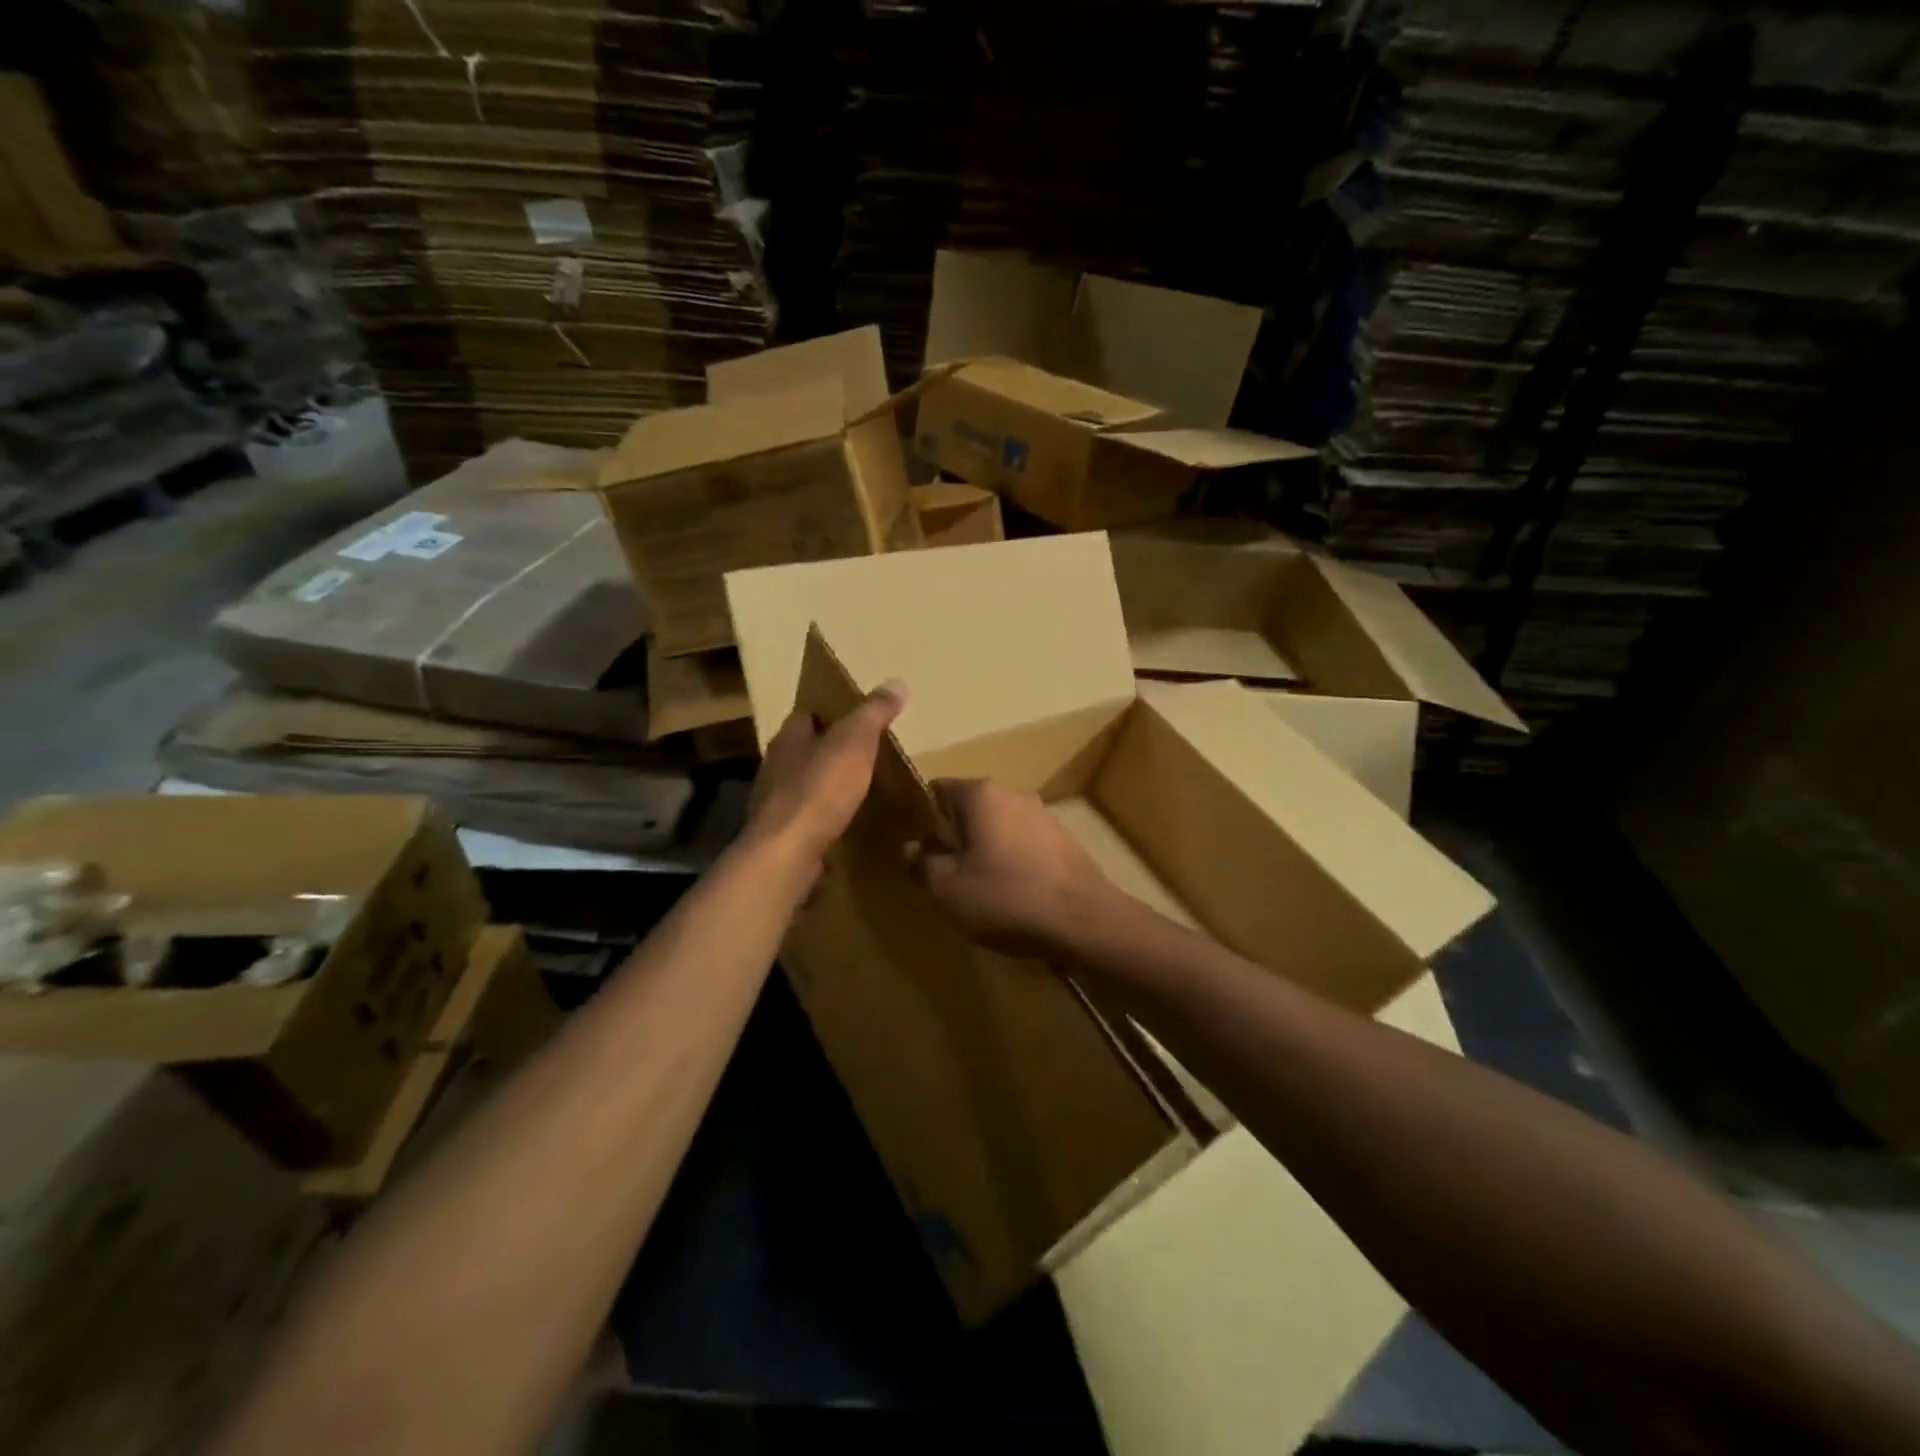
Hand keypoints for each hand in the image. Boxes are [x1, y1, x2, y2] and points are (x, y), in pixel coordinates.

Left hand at [747, 680, 908, 862]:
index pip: (805, 716)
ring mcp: (775, 802)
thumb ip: (874, 712)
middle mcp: (776, 766)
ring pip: (803, 783)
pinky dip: (823, 815)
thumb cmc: (820, 788)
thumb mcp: (855, 742)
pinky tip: (842, 820)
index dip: (828, 714)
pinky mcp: (782, 834)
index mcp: (789, 739)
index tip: (853, 716)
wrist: (789, 850)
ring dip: (825, 783)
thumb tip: (897, 682)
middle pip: (803, 750)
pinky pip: (806, 816)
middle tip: (861, 752)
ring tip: (856, 786)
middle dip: (827, 750)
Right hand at [911, 779, 1115, 959]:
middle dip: (954, 837)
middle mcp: (1013, 794)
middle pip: (969, 809)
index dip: (921, 819)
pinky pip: (1023, 845)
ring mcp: (1043, 815)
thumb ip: (921, 864)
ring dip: (984, 851)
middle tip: (944, 874)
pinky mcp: (1063, 841)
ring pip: (998, 828)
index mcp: (980, 794)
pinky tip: (1012, 894)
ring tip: (978, 890)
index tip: (917, 849)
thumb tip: (912, 848)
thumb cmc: (1006, 897)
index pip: (937, 791)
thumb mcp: (946, 889)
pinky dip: (1011, 863)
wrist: (1084, 921)